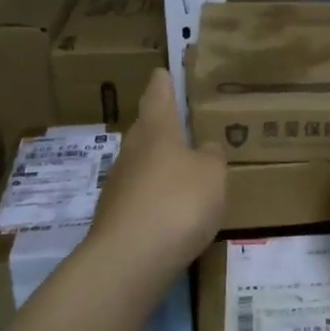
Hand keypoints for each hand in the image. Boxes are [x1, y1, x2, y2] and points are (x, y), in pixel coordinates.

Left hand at [88, 69, 225, 284]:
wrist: (130, 259)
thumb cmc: (178, 202)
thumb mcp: (212, 175)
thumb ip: (212, 157)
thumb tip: (205, 148)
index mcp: (156, 130)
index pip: (158, 94)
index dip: (163, 82)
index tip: (164, 71)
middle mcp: (132, 151)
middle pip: (147, 129)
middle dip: (163, 125)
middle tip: (185, 124)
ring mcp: (119, 185)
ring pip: (143, 164)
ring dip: (161, 165)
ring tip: (185, 171)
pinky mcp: (116, 217)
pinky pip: (141, 197)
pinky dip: (156, 197)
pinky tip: (173, 211)